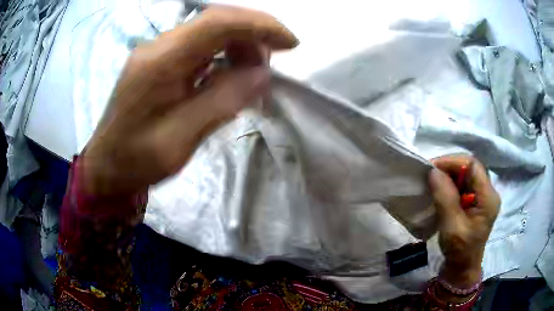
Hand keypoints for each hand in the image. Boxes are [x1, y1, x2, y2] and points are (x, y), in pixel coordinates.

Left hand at [81, 6, 297, 197]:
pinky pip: (198, 47)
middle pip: (215, 21)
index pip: (218, 22)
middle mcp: (158, 47)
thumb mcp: (181, 139)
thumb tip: (262, 74)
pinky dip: (222, 56)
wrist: (107, 166)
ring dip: (238, 46)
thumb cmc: (138, 160)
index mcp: (161, 61)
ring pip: (208, 32)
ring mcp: (157, 52)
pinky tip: (228, 77)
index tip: (290, 43)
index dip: (259, 25)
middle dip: (252, 35)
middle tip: (269, 65)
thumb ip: (222, 102)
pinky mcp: (158, 62)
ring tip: (251, 75)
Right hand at [428, 155, 499, 287]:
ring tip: (433, 182)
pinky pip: (464, 184)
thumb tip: (433, 171)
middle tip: (430, 175)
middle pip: (470, 168)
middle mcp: (488, 192)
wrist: (462, 267)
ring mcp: (483, 196)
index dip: (452, 162)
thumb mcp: (451, 226)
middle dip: (449, 168)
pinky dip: (451, 184)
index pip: (472, 166)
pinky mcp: (476, 201)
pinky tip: (441, 191)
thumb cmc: (459, 250)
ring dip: (449, 176)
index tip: (432, 169)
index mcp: (488, 197)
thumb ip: (445, 198)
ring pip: (466, 175)